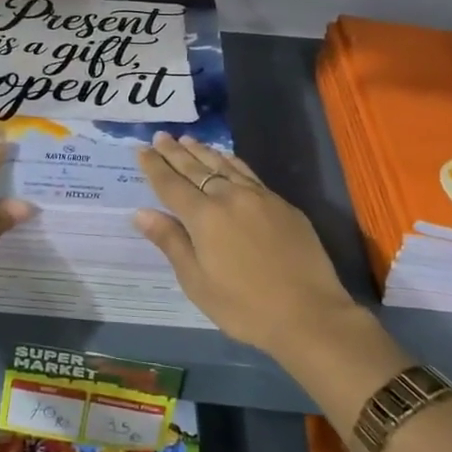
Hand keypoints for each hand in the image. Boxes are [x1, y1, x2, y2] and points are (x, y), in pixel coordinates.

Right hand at [132, 132, 358, 358]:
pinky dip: (231, 162)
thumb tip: (142, 213)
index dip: (154, 166)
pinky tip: (227, 159)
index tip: (141, 149)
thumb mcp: (197, 282)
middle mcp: (229, 197)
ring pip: (224, 165)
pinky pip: (248, 173)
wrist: (310, 314)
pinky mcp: (282, 204)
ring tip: (188, 140)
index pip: (171, 184)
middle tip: (160, 136)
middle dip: (175, 152)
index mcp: (204, 217)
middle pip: (196, 168)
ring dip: (203, 151)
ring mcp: (259, 197)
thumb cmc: (244, 306)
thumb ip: (171, 242)